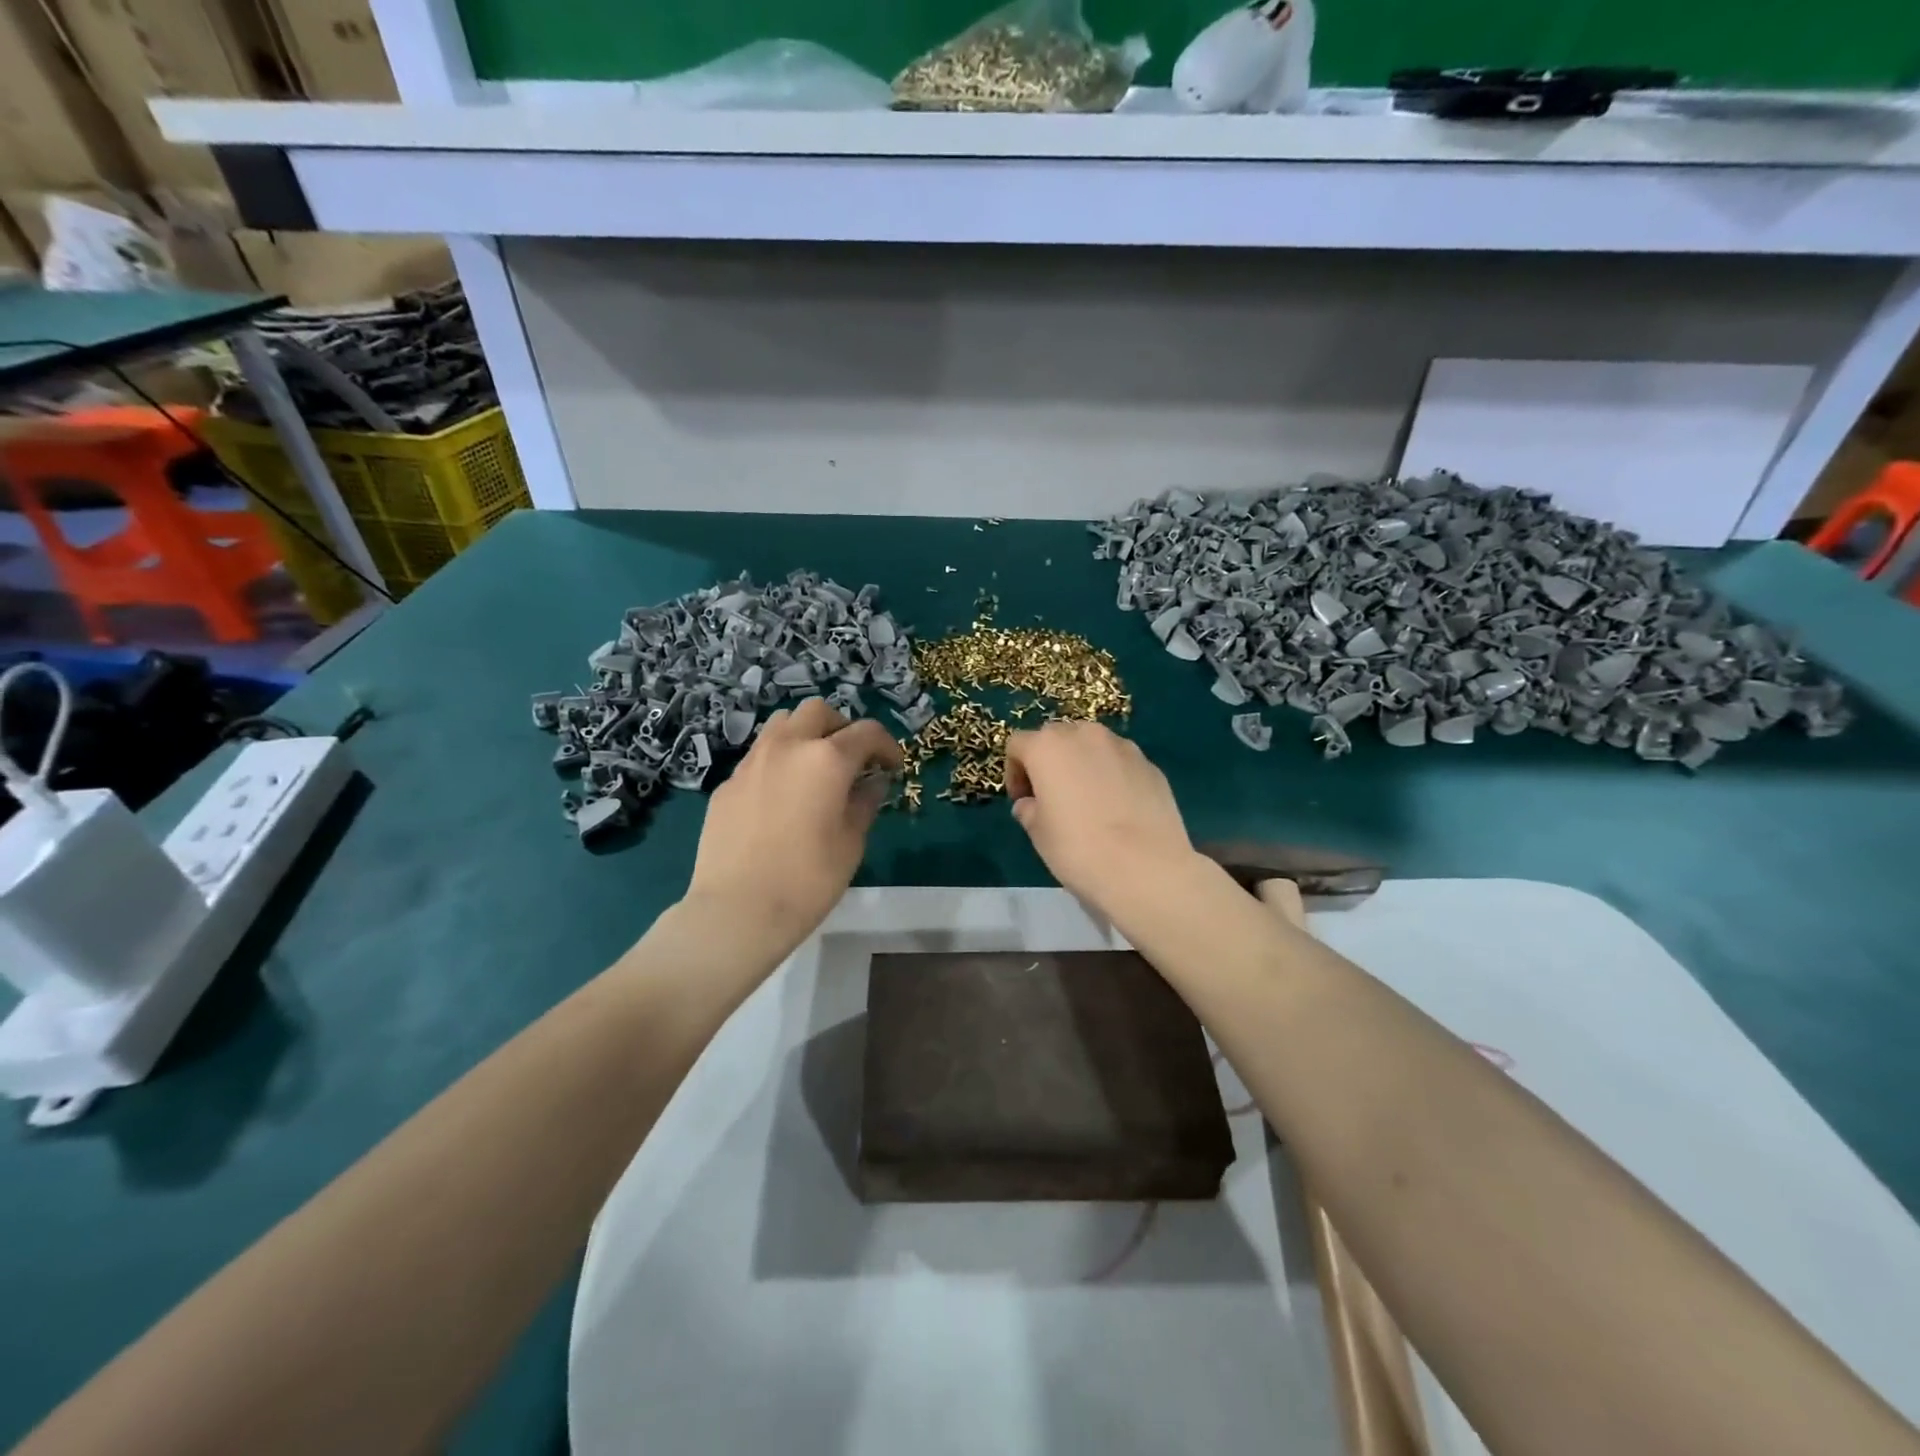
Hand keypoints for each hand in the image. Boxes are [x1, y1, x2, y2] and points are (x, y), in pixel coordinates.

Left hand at [686, 698, 902, 944]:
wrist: (737, 910)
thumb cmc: (808, 879)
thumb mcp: (851, 843)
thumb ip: (865, 803)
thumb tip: (873, 782)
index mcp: (826, 759)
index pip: (866, 732)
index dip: (886, 746)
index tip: (892, 767)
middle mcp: (787, 747)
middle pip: (818, 712)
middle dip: (841, 728)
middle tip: (852, 759)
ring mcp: (751, 762)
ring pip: (782, 725)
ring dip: (805, 735)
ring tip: (814, 769)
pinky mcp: (727, 784)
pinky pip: (759, 757)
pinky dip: (779, 763)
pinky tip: (782, 798)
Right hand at [1003, 721, 1195, 910]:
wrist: (1147, 869)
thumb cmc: (1079, 850)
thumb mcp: (1039, 834)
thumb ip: (1028, 810)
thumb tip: (1031, 804)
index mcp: (1048, 747)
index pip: (1018, 744)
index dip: (1014, 771)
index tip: (1022, 800)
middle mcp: (1085, 735)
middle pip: (1057, 737)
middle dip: (1049, 761)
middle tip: (1051, 796)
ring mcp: (1123, 747)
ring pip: (1092, 746)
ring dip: (1082, 764)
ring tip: (1087, 801)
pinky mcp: (1151, 765)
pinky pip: (1120, 762)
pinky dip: (1111, 775)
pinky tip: (1117, 809)